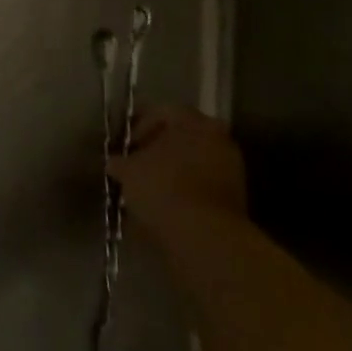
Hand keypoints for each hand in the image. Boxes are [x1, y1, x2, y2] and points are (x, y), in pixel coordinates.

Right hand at [108, 106, 248, 243]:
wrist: (206, 238)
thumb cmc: (163, 188)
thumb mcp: (129, 171)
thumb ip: (120, 161)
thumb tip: (115, 162)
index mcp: (193, 120)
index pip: (161, 112)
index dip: (138, 127)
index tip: (124, 146)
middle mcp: (217, 137)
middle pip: (181, 137)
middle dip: (158, 149)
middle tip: (136, 164)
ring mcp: (230, 168)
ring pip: (193, 162)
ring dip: (172, 171)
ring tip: (149, 189)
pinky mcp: (236, 198)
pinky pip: (202, 185)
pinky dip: (185, 191)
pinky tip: (166, 205)